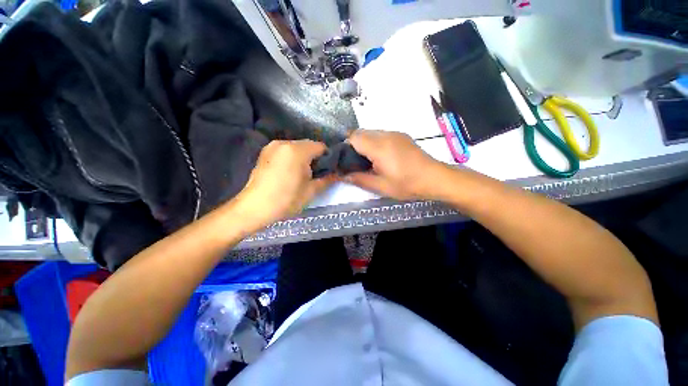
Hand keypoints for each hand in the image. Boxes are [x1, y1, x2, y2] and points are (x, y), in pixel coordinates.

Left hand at [237, 140, 335, 224]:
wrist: (254, 208)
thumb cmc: (286, 200)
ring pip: (297, 147)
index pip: (321, 147)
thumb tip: (338, 174)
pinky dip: (292, 157)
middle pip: (308, 145)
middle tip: (315, 174)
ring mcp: (272, 146)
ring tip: (302, 174)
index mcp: (297, 151)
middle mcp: (284, 142)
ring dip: (304, 157)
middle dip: (315, 157)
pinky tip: (289, 172)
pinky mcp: (265, 152)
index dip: (328, 158)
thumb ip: (327, 179)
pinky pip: (286, 150)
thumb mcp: (311, 191)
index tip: (327, 171)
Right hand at [346, 130, 447, 199]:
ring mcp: (395, 133)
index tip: (345, 161)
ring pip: (371, 132)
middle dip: (353, 145)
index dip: (345, 147)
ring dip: (364, 143)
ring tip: (368, 161)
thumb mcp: (380, 186)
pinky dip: (374, 143)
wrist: (435, 178)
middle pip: (361, 132)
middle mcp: (385, 135)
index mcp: (379, 147)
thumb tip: (342, 175)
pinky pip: (381, 135)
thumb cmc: (407, 184)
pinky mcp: (401, 136)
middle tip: (355, 163)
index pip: (353, 137)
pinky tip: (380, 157)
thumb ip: (359, 179)